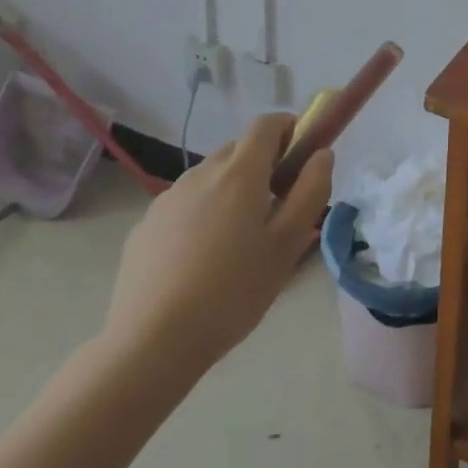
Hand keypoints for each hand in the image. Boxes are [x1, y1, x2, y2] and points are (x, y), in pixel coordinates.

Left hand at [99, 113, 332, 384]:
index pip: (266, 124)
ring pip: (210, 177)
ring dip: (231, 190)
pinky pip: (184, 204)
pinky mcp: (146, 226)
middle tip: (277, 206)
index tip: (302, 155)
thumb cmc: (233, 290)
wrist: (151, 343)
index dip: (288, 129)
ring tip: (238, 240)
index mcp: (239, 172)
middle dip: (263, 165)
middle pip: (238, 150)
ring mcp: (168, 199)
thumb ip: (311, 191)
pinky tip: (202, 260)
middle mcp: (201, 173)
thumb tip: (321, 155)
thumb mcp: (288, 244)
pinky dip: (201, 214)